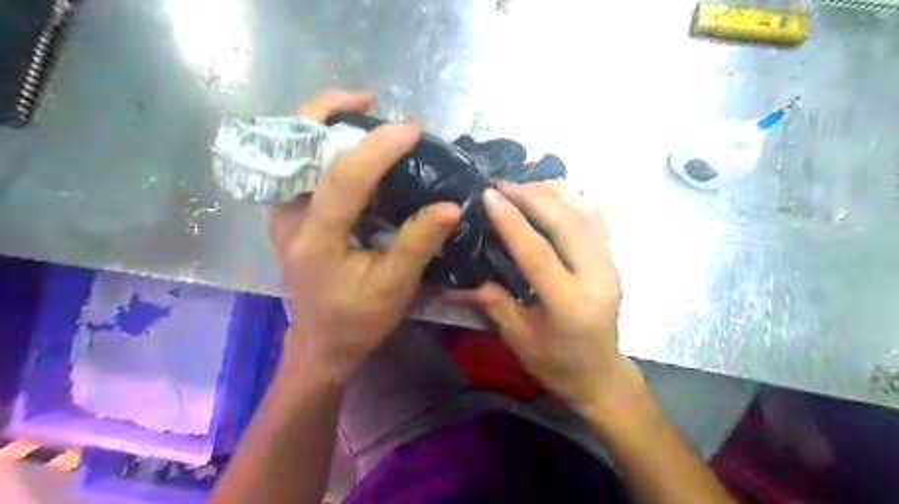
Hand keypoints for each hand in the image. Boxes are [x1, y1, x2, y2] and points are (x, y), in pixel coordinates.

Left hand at [266, 91, 461, 382]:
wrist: (321, 344)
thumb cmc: (357, 320)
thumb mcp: (393, 288)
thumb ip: (419, 243)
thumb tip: (451, 205)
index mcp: (315, 239)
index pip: (343, 178)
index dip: (378, 148)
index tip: (413, 129)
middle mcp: (288, 218)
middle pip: (294, 146)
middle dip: (329, 111)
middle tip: (370, 100)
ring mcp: (282, 214)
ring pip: (293, 150)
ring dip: (325, 123)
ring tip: (365, 116)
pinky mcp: (289, 216)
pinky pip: (301, 166)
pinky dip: (324, 146)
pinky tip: (353, 148)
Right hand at [457, 183, 638, 415]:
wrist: (601, 375)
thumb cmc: (557, 364)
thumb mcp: (518, 338)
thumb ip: (492, 301)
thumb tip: (456, 279)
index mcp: (570, 304)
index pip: (538, 252)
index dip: (512, 221)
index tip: (489, 195)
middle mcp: (597, 278)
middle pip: (566, 222)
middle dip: (531, 196)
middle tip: (501, 184)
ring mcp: (611, 265)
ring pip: (586, 212)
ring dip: (553, 192)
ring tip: (523, 185)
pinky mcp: (613, 260)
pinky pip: (597, 217)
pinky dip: (574, 198)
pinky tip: (552, 194)